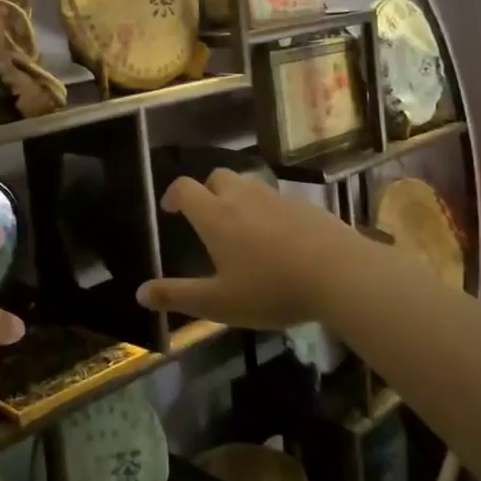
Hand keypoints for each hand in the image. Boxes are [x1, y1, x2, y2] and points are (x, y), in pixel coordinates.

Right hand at [137, 169, 381, 329]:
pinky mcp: (305, 206)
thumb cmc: (271, 289)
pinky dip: (267, 210)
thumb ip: (178, 296)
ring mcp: (276, 198)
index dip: (173, 195)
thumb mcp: (219, 302)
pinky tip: (278, 239)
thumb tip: (139, 294)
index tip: (170, 209)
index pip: (185, 188)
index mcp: (215, 216)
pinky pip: (276, 199)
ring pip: (248, 185)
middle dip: (207, 191)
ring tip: (242, 228)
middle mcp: (242, 197)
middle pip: (217, 177)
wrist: (340, 274)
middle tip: (207, 217)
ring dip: (237, 198)